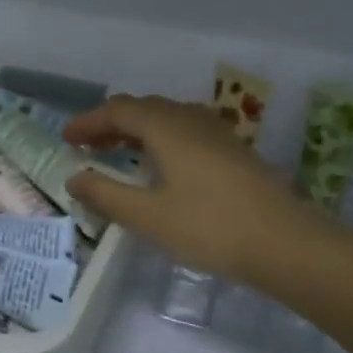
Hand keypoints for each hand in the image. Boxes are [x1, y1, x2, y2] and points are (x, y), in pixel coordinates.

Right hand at [63, 94, 342, 284]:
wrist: (286, 243)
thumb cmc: (210, 228)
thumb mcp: (148, 216)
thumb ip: (106, 195)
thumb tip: (75, 177)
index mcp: (166, 128)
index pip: (118, 111)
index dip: (88, 122)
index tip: (66, 139)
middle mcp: (190, 120)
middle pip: (143, 108)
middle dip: (111, 123)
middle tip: (88, 145)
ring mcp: (217, 133)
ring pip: (167, 118)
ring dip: (137, 129)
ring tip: (119, 152)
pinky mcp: (233, 151)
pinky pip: (186, 131)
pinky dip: (161, 138)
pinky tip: (162, 165)